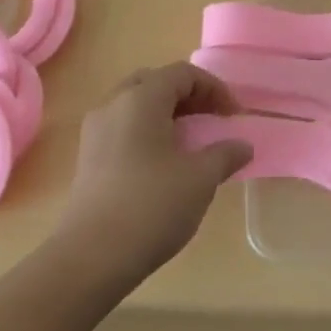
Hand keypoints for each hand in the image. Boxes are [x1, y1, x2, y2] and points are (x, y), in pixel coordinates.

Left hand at [56, 63, 252, 285]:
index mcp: (141, 98)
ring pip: (135, 104)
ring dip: (166, 113)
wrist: (91, 257)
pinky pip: (122, 126)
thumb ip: (224, 155)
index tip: (233, 116)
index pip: (183, 73)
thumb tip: (243, 146)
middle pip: (156, 82)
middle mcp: (114, 104)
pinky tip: (163, 161)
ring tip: (190, 139)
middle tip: (211, 118)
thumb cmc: (151, 206)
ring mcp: (95, 130)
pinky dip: (147, 130)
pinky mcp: (87, 157)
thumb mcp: (200, 179)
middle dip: (188, 95)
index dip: (214, 88)